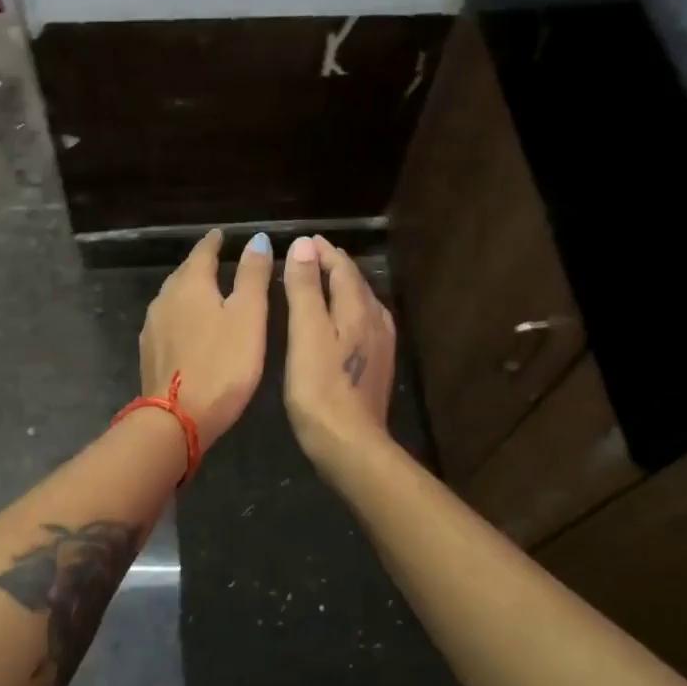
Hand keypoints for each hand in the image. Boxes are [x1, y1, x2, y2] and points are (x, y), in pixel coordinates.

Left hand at [138, 230, 273, 453]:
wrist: (176, 419)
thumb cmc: (222, 365)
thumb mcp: (248, 317)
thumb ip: (253, 276)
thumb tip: (257, 239)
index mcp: (190, 284)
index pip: (203, 252)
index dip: (215, 242)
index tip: (223, 235)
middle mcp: (165, 298)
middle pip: (184, 273)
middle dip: (201, 264)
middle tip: (219, 261)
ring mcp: (153, 326)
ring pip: (173, 297)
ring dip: (190, 290)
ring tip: (208, 292)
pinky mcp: (150, 351)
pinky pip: (168, 320)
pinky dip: (182, 314)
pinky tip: (190, 326)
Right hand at [282, 235, 395, 466]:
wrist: (351, 444)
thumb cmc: (320, 388)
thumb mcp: (305, 334)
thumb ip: (305, 288)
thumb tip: (305, 245)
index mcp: (358, 309)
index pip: (343, 269)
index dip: (323, 252)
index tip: (305, 241)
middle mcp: (376, 321)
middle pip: (356, 283)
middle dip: (334, 266)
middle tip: (311, 255)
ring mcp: (381, 346)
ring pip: (363, 304)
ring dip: (343, 288)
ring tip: (324, 282)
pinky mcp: (377, 367)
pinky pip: (364, 324)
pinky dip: (349, 311)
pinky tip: (343, 323)